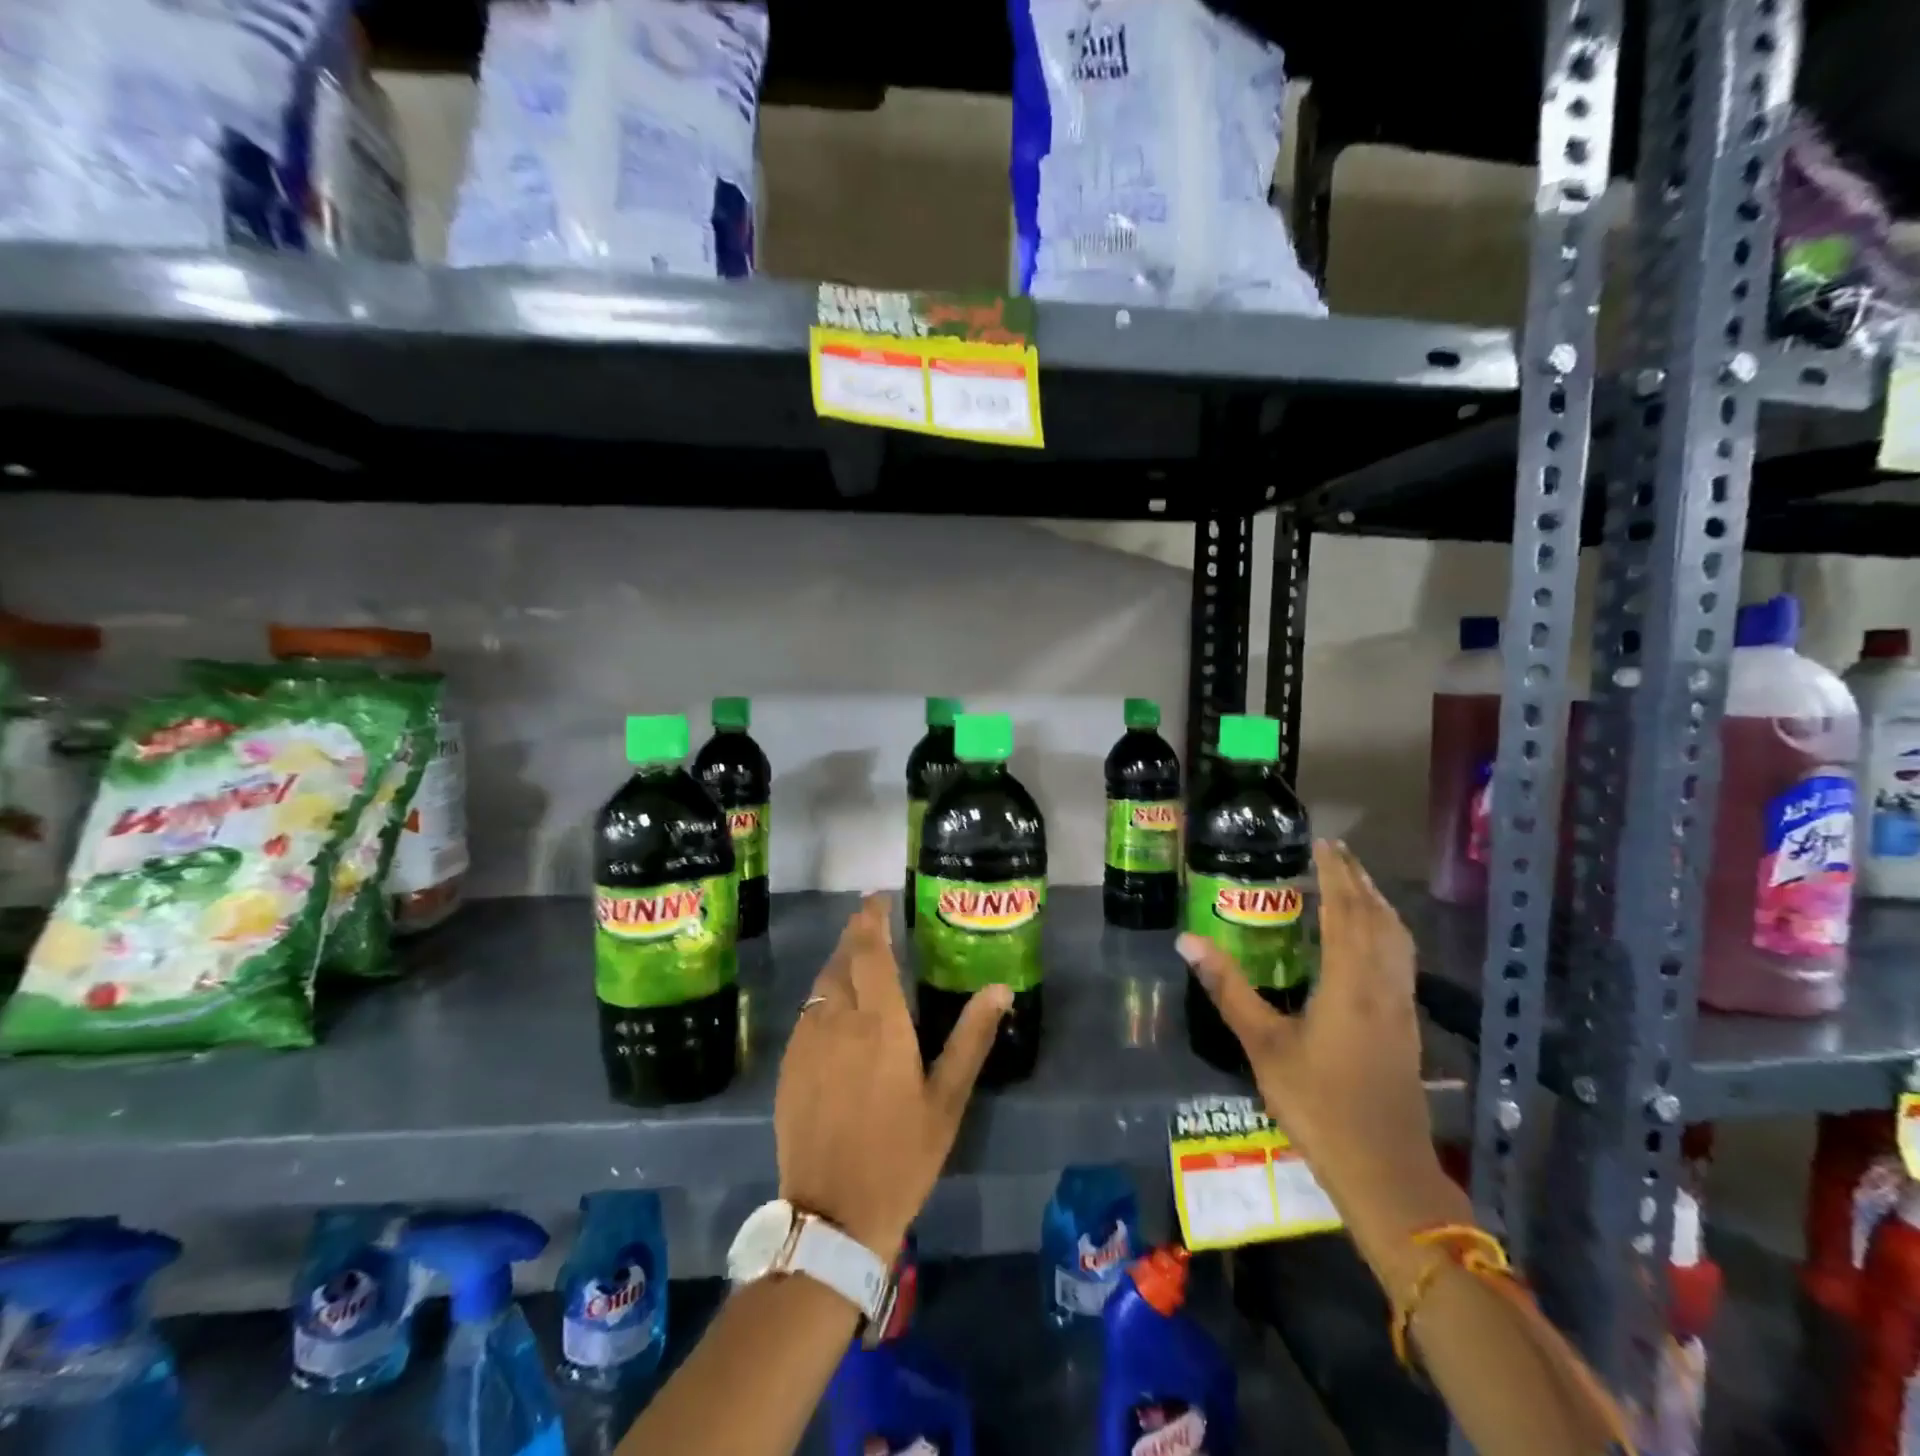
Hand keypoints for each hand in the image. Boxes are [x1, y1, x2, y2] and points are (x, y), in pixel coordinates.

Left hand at [774, 894, 1009, 1258]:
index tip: (877, 898)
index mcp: (880, 1022)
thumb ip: (971, 1037)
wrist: (832, 1216)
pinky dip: (823, 998)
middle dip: (854, 935)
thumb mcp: (946, 1099)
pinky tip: (835, 1014)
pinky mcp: (788, 1067)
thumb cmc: (901, 1155)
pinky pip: (807, 1015)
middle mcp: (838, 1020)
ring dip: (837, 965)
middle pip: (841, 960)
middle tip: (870, 926)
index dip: (871, 918)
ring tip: (856, 963)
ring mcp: (807, 1042)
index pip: (870, 950)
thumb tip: (1000, 988)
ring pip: (820, 985)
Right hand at [1178, 839, 1467, 1281]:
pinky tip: (1370, 943)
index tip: (1323, 843)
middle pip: (1378, 918)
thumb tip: (1188, 941)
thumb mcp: (1264, 1045)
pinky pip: (1401, 960)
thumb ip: (1228, 988)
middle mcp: (1383, 986)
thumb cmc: (1319, 1105)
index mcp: (1350, 983)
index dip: (1336, 874)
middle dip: (1359, 880)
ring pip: (1397, 939)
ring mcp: (1401, 1007)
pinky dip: (1387, 933)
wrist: (1385, 1171)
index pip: (1346, 911)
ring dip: (1378, 904)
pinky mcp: (1407, 1027)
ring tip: (1355, 885)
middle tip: (1336, 853)